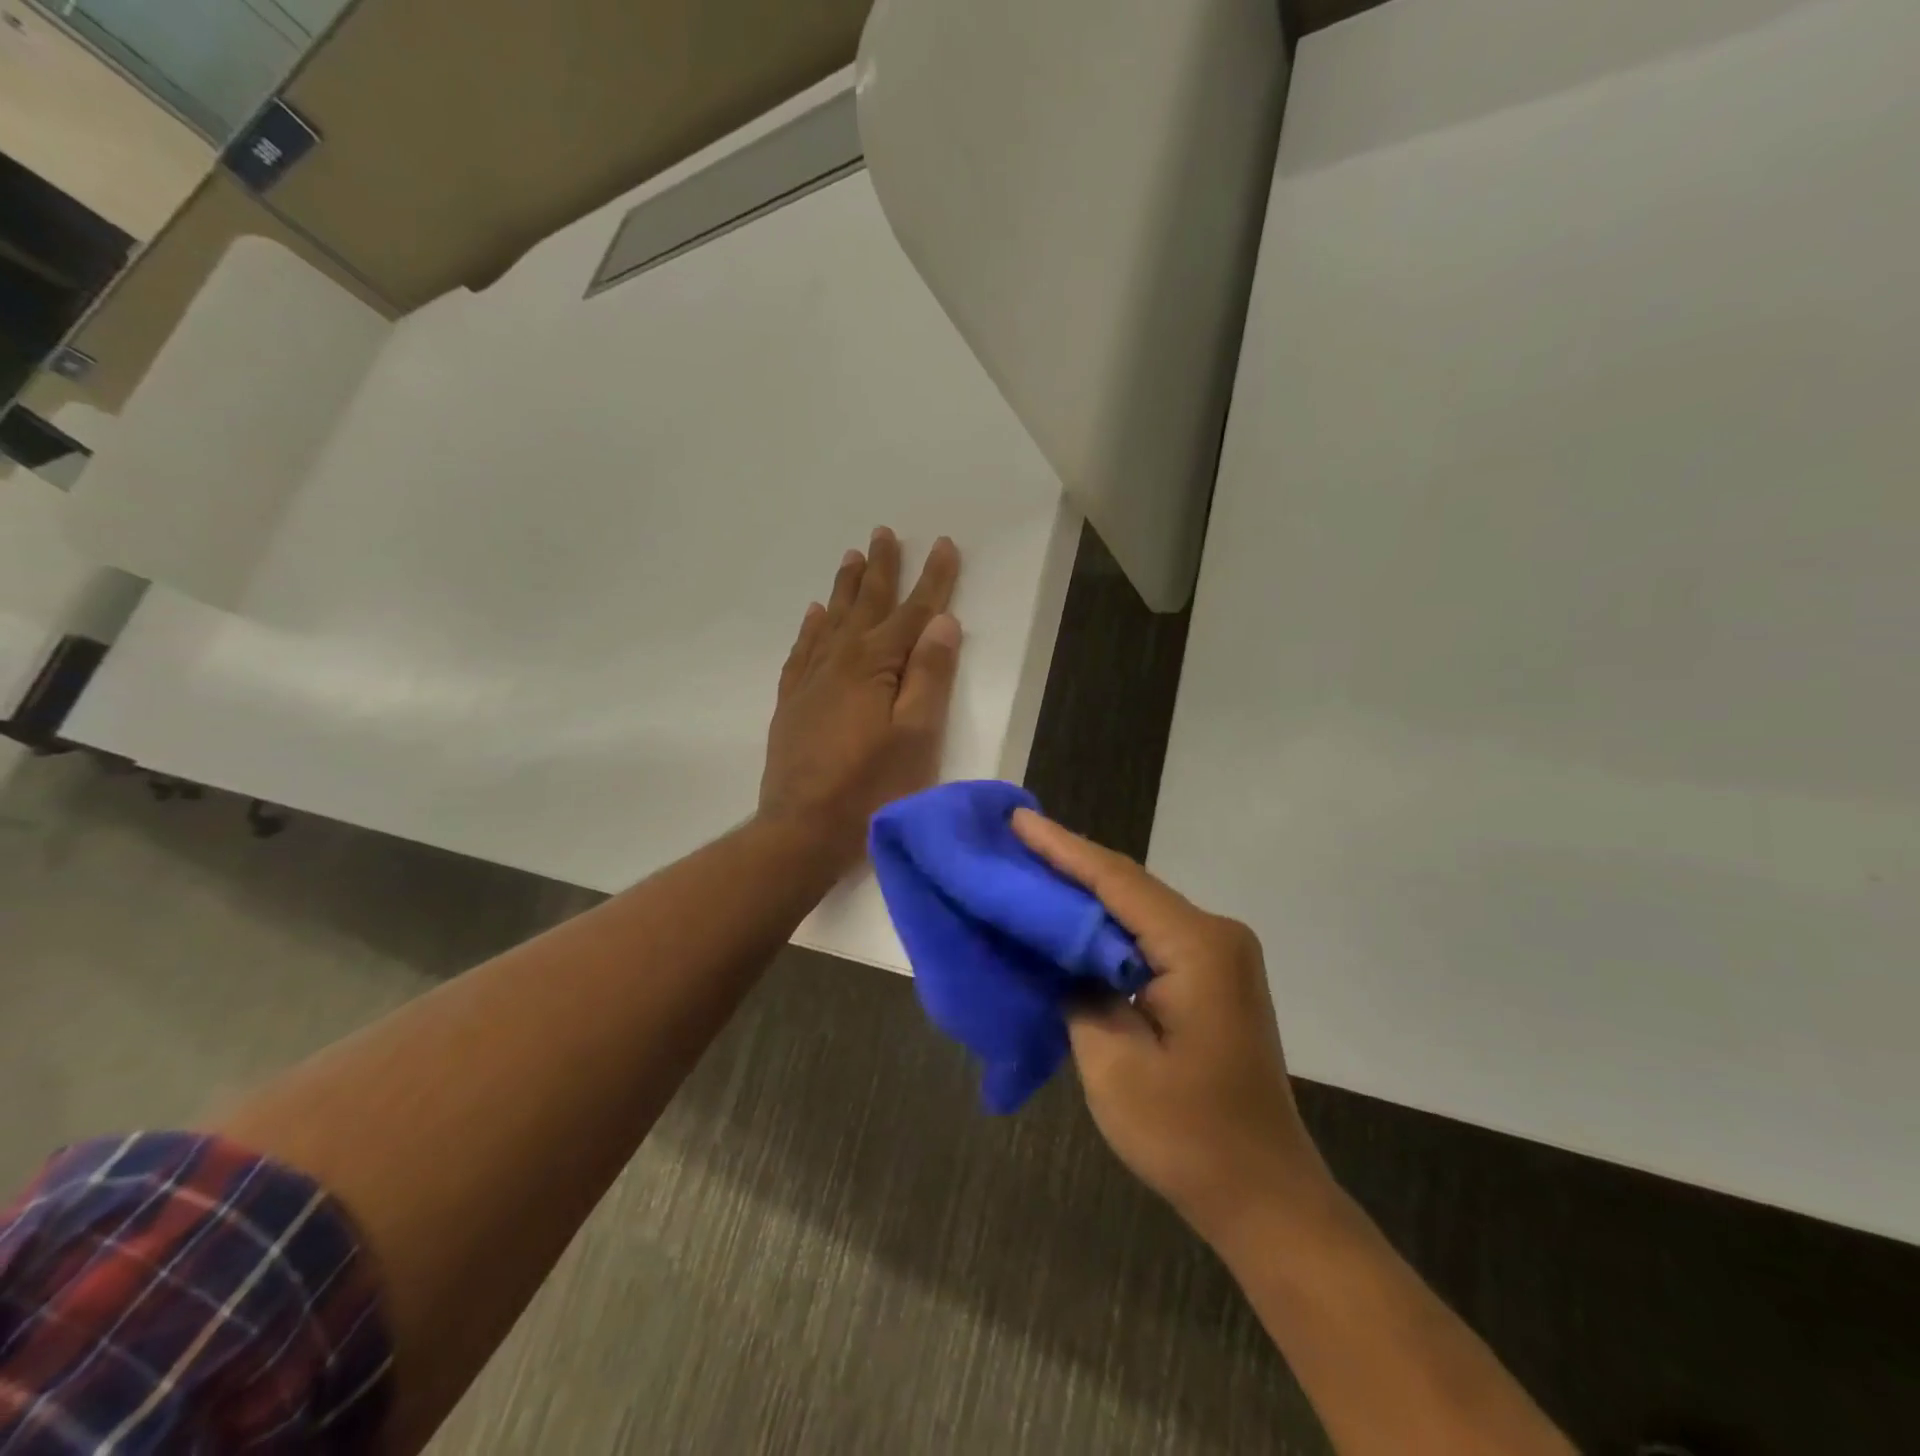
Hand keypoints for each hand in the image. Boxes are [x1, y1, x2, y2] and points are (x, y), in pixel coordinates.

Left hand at [759, 528, 962, 869]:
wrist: (802, 830)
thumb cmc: (872, 788)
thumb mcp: (917, 735)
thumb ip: (929, 676)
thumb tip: (942, 621)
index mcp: (874, 666)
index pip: (912, 612)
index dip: (932, 579)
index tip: (942, 544)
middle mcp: (839, 661)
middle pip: (866, 606)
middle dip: (881, 569)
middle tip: (883, 533)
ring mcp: (810, 682)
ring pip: (831, 621)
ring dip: (846, 589)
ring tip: (852, 558)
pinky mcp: (792, 704)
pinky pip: (802, 651)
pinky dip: (811, 628)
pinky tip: (814, 615)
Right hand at [1012, 810, 1337, 1250]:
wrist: (1265, 1196)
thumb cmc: (1187, 1135)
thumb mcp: (1112, 1062)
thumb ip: (1079, 990)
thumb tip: (1058, 954)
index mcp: (1197, 946)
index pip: (1116, 881)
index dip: (1061, 848)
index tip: (1016, 819)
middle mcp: (1216, 934)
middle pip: (1129, 886)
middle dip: (1069, 863)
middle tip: (1012, 840)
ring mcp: (1219, 955)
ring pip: (1138, 908)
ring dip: (1085, 893)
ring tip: (1029, 869)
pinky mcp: (1212, 977)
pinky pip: (1149, 935)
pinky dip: (1106, 926)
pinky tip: (1069, 920)